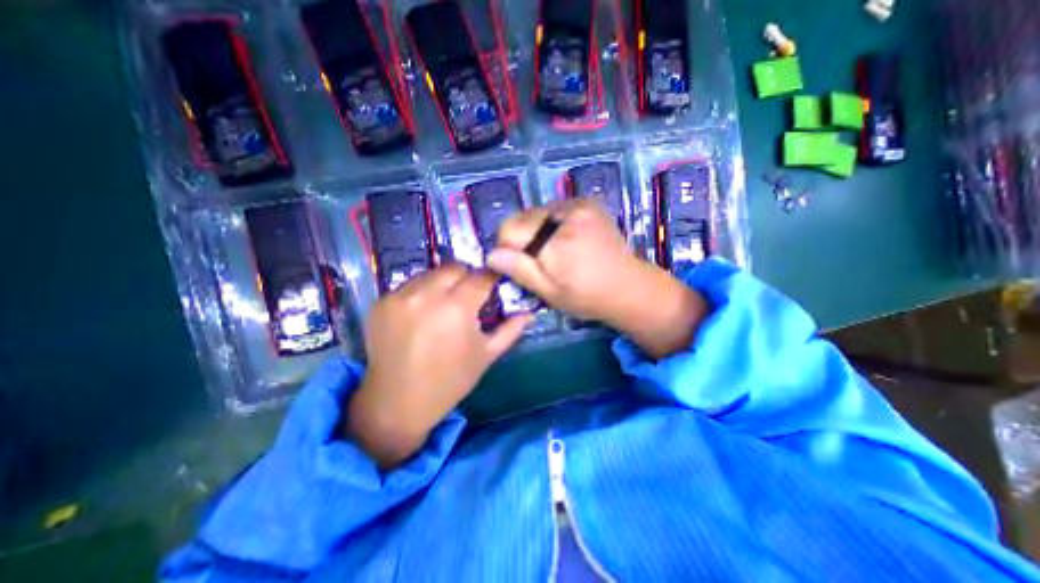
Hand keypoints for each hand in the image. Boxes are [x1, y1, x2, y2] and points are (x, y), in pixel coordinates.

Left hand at [347, 264, 530, 469]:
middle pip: (455, 267)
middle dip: (467, 278)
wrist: (398, 403)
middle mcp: (427, 294)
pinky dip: (421, 294)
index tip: (494, 284)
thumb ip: (510, 329)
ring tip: (444, 306)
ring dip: (443, 284)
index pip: (481, 276)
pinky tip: (421, 315)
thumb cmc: (450, 381)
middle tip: (469, 297)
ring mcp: (399, 296)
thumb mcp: (486, 355)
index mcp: (457, 307)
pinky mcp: (381, 302)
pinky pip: (409, 286)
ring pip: (430, 273)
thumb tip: (529, 311)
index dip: (491, 278)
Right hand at [489, 201, 707, 359]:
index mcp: (555, 241)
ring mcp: (579, 204)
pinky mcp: (587, 203)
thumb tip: (491, 254)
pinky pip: (554, 209)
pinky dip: (551, 224)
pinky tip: (566, 240)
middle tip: (540, 261)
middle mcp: (565, 214)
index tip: (520, 265)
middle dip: (523, 239)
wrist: (628, 287)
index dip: (508, 248)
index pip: (509, 229)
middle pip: (522, 218)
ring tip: (555, 251)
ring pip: (536, 213)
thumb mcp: (549, 292)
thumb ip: (519, 270)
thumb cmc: (586, 297)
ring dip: (537, 231)